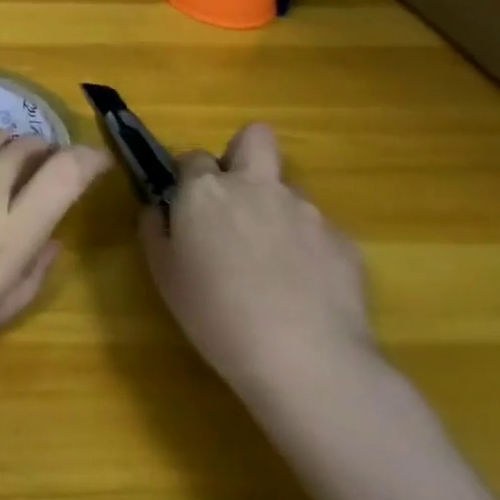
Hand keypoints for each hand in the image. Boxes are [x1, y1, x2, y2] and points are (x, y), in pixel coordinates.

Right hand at [139, 123, 373, 402]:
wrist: (306, 361)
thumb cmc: (216, 314)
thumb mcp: (163, 273)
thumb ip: (155, 229)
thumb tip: (160, 209)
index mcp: (206, 189)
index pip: (192, 157)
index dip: (188, 178)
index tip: (187, 206)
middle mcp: (255, 186)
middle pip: (255, 138)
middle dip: (244, 154)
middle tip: (236, 198)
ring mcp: (305, 211)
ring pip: (287, 192)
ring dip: (276, 213)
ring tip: (274, 265)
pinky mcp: (344, 243)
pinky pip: (319, 234)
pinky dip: (310, 252)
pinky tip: (306, 291)